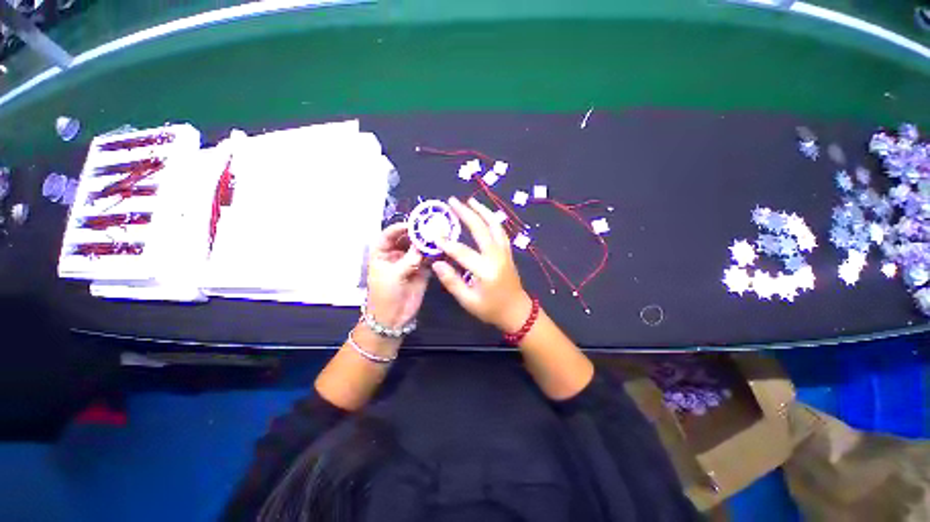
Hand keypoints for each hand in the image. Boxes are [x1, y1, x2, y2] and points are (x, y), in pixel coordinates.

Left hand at [365, 222, 429, 328]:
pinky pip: (429, 259)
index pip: (389, 235)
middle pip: (406, 239)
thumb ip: (409, 259)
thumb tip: (423, 244)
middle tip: (431, 227)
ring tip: (439, 235)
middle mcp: (396, 254)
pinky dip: (435, 254)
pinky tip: (442, 248)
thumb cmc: (385, 295)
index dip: (399, 228)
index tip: (413, 224)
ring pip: (419, 248)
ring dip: (427, 243)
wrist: (393, 318)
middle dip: (417, 233)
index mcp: (382, 253)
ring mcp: (410, 262)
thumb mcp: (393, 275)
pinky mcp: (422, 270)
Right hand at [432, 197, 532, 331]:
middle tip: (453, 201)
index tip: (434, 235)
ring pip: (495, 226)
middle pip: (481, 230)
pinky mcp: (508, 251)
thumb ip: (452, 281)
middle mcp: (496, 256)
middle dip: (466, 214)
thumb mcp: (468, 301)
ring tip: (471, 200)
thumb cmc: (491, 309)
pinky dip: (492, 220)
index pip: (462, 252)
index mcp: (486, 271)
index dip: (446, 243)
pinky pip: (500, 231)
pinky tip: (485, 214)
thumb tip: (437, 263)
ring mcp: (504, 252)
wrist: (517, 311)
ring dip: (482, 211)